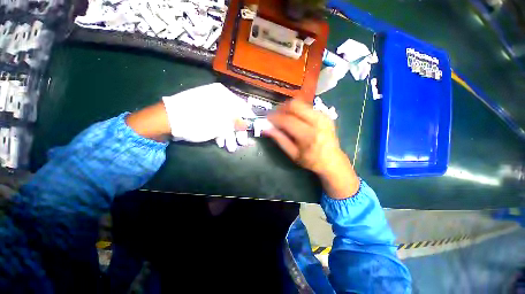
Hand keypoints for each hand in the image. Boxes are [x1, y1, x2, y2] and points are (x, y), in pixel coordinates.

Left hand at [162, 83, 254, 151]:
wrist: (167, 120)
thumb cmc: (197, 120)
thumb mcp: (219, 123)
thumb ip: (236, 123)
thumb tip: (247, 124)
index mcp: (223, 96)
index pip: (242, 107)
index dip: (248, 120)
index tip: (251, 130)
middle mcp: (218, 98)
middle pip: (234, 115)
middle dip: (237, 131)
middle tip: (241, 143)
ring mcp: (210, 106)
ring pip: (225, 120)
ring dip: (228, 135)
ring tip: (229, 147)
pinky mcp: (203, 113)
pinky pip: (216, 122)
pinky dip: (219, 132)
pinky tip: (220, 142)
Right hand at [263, 99, 358, 198]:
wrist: (333, 160)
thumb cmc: (311, 160)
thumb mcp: (293, 154)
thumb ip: (280, 139)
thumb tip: (266, 128)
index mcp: (308, 135)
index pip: (287, 120)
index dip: (275, 118)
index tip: (267, 119)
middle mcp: (317, 122)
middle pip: (295, 105)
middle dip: (281, 108)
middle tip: (274, 115)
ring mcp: (323, 116)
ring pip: (300, 103)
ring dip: (288, 108)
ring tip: (283, 116)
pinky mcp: (325, 114)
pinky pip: (306, 106)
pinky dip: (297, 110)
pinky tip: (293, 117)